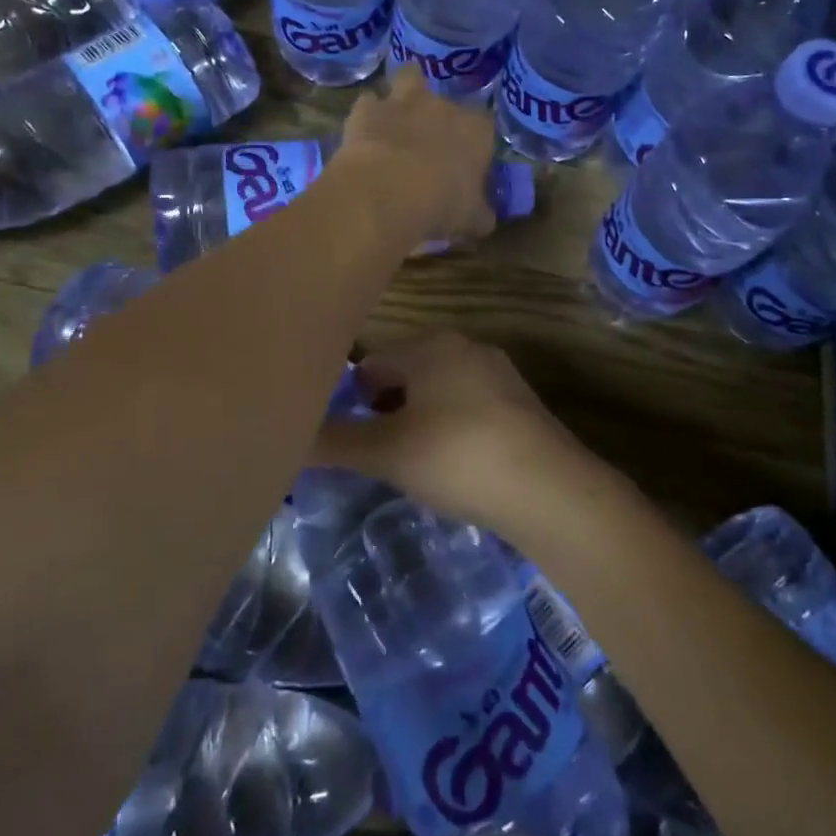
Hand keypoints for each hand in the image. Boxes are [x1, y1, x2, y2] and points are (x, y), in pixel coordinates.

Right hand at [318, 332, 598, 532]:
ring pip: (437, 391)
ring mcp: (498, 373)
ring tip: (409, 463)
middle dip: (383, 410)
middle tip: (374, 454)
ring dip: (416, 421)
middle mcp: (465, 346)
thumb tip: (286, 438)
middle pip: (404, 373)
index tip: (343, 437)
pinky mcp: (520, 403)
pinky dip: (449, 430)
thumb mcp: (386, 452)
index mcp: (430, 345)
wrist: (549, 490)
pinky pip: (467, 407)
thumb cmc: (457, 457)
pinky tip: (451, 465)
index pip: (370, 362)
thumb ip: (334, 442)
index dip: (349, 399)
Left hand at [331, 67, 496, 247]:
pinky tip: (363, 133)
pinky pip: (369, 102)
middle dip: (438, 118)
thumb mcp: (471, 220)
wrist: (389, 191)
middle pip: (445, 100)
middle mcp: (443, 106)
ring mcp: (404, 102)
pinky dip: (367, 115)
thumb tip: (484, 219)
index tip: (465, 163)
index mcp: (476, 131)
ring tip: (398, 118)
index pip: (484, 127)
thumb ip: (480, 215)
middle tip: (428, 144)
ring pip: (409, 77)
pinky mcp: (368, 109)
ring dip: (404, 94)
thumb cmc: (442, 204)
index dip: (474, 143)